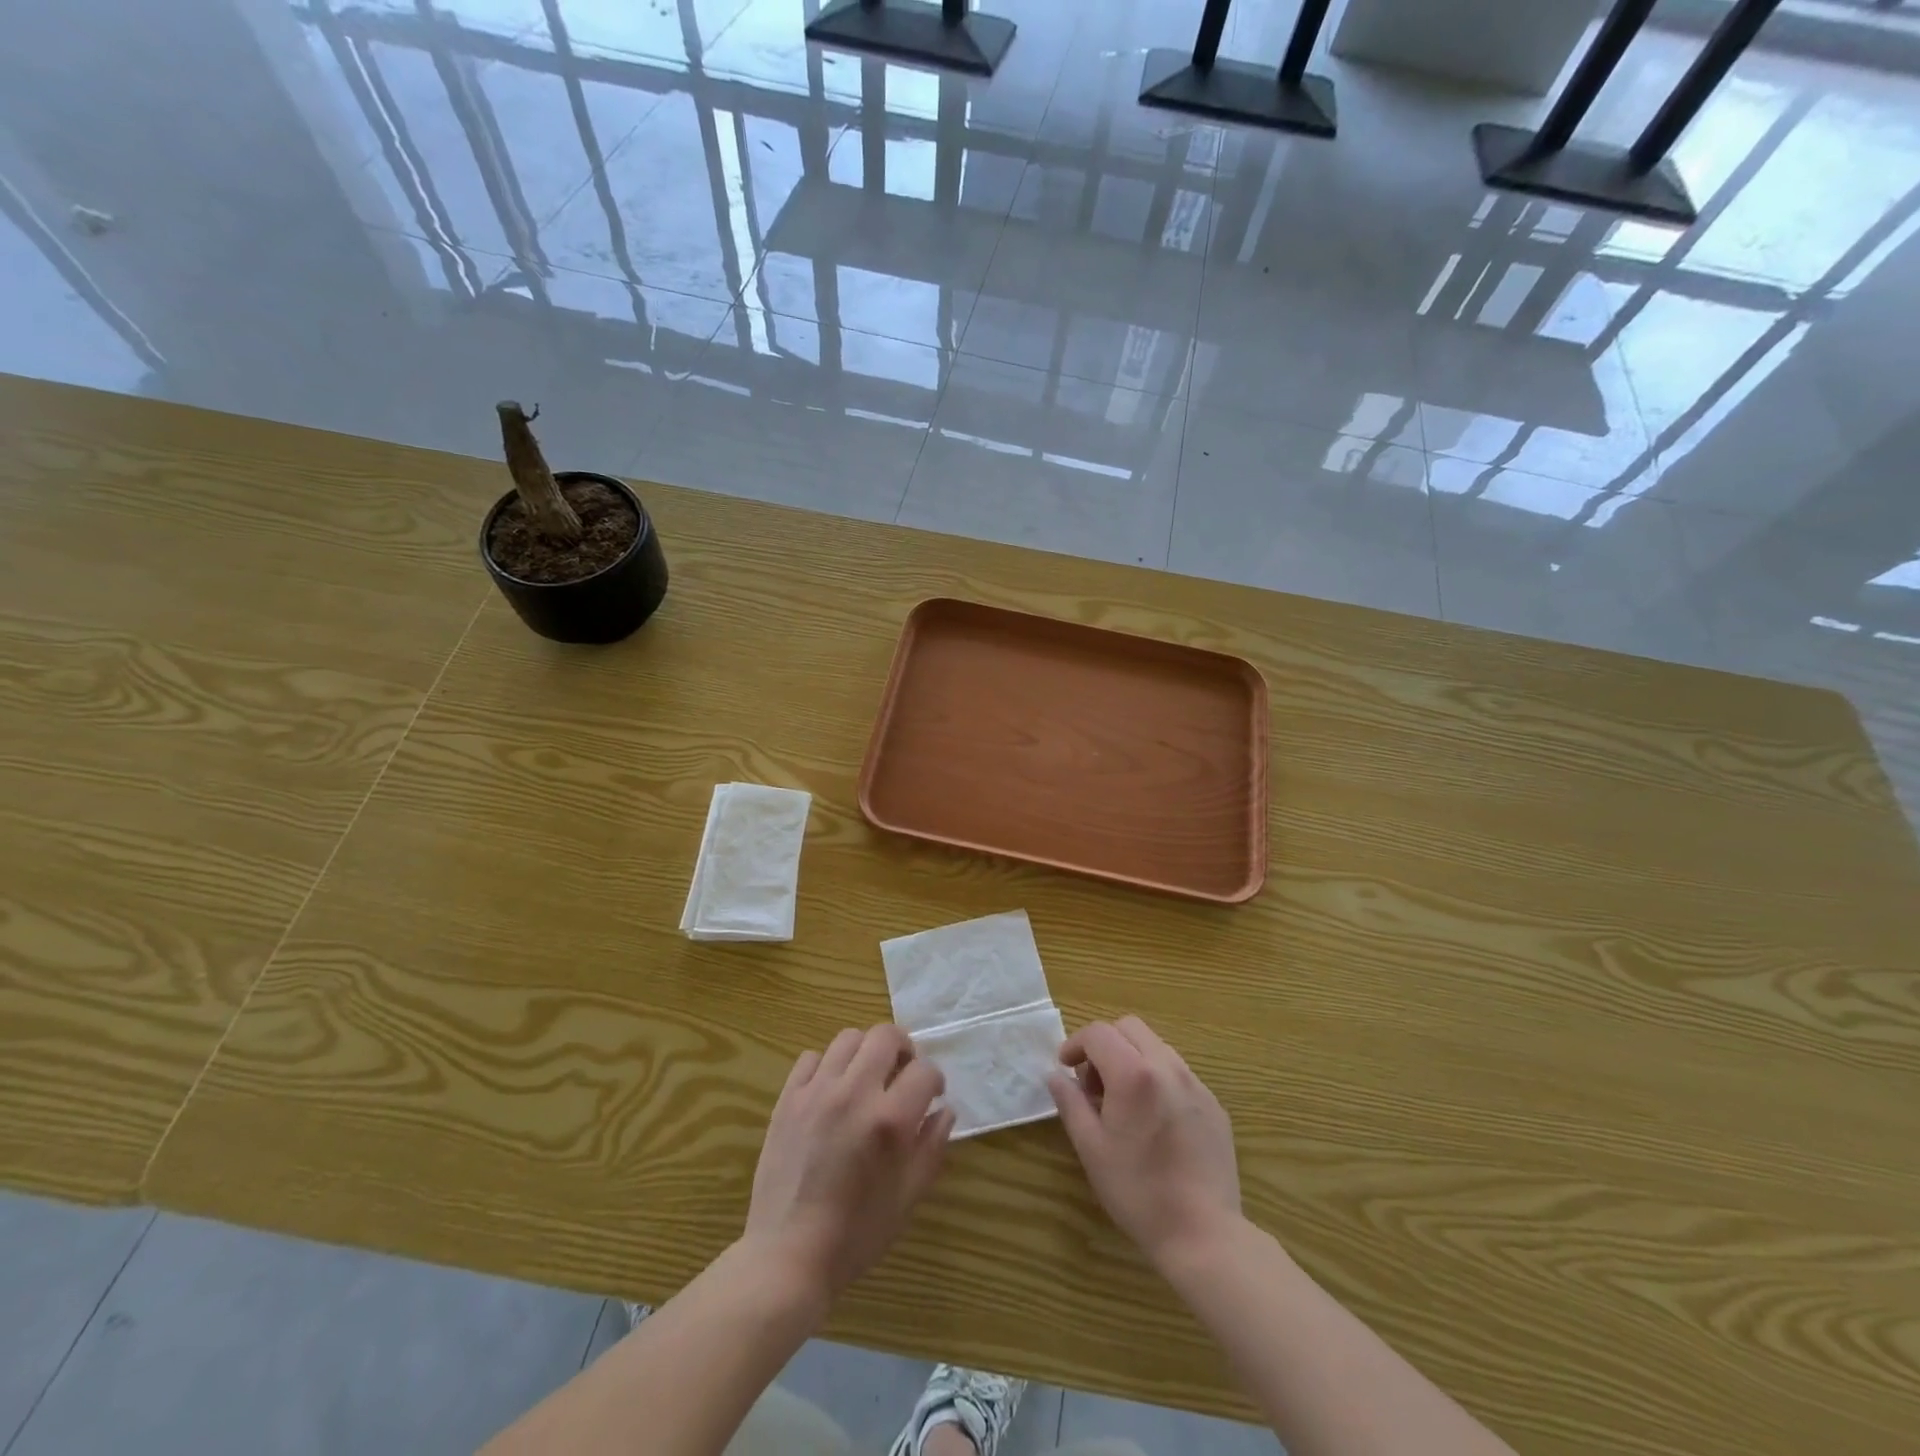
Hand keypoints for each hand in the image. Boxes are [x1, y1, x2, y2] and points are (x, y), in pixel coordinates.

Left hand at [743, 1025, 954, 1301]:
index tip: (931, 1096)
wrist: (788, 1256)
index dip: (934, 1080)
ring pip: (848, 1038)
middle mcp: (854, 1094)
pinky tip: (831, 1091)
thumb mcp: (908, 1197)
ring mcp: (817, 1092)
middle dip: (903, 1049)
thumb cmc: (856, 1234)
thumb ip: (931, 1147)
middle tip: (902, 1073)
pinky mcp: (788, 1099)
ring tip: (866, 1078)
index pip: (924, 1070)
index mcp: (889, 1120)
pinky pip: (811, 1058)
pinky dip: (826, 1066)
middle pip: (885, 1036)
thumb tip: (944, 1110)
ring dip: (865, 1052)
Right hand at [1048, 1016, 1241, 1270]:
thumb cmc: (1138, 1192)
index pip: (1098, 1033)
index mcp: (1134, 1073)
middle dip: (1105, 1045)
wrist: (1204, 1234)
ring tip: (1123, 1102)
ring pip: (1156, 1047)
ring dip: (1132, 1059)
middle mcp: (1168, 1067)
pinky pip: (1179, 1074)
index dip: (1075, 1044)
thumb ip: (1070, 1103)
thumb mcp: (1091, 1148)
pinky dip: (1157, 1079)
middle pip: (1130, 1028)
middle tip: (1093, 1083)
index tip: (1065, 1068)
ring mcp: (1196, 1084)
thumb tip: (1055, 1075)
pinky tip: (1154, 1121)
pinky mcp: (1214, 1105)